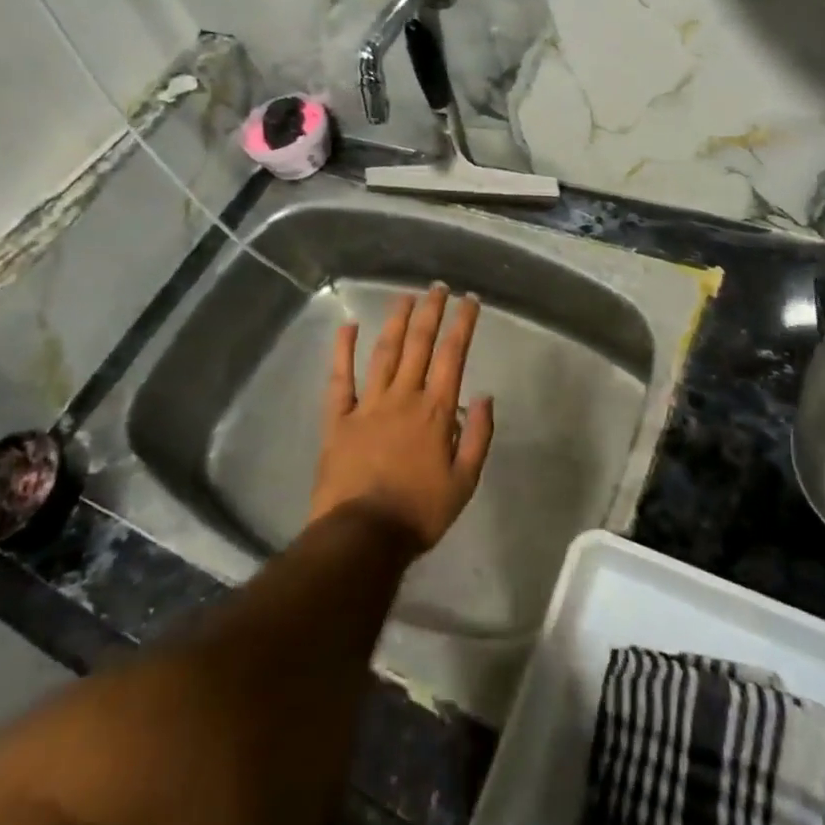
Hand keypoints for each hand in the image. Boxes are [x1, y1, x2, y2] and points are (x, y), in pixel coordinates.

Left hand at [308, 285, 494, 555]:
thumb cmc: (419, 512)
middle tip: (438, 287)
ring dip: (396, 321)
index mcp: (436, 411)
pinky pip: (340, 378)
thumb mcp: (465, 482)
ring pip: (384, 352)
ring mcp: (368, 404)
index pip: (453, 355)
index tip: (469, 300)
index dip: (463, 324)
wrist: (363, 537)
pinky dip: (343, 350)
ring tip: (406, 297)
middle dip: (431, 312)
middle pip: (419, 344)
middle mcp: (403, 397)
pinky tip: (348, 326)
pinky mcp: (338, 419)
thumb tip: (486, 395)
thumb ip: (479, 436)